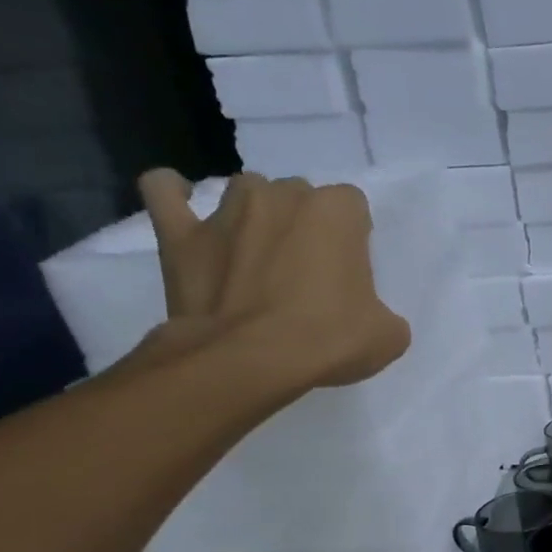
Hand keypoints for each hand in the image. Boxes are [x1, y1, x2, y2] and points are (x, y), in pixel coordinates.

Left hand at [138, 168, 411, 389]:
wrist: (249, 361)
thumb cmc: (328, 339)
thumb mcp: (387, 335)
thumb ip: (382, 312)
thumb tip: (369, 317)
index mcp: (336, 212)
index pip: (352, 205)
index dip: (352, 236)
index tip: (350, 268)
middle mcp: (282, 196)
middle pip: (298, 195)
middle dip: (304, 223)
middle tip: (307, 267)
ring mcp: (227, 211)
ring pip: (246, 191)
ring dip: (255, 213)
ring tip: (258, 249)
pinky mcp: (180, 234)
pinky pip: (163, 192)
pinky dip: (171, 193)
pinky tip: (181, 203)